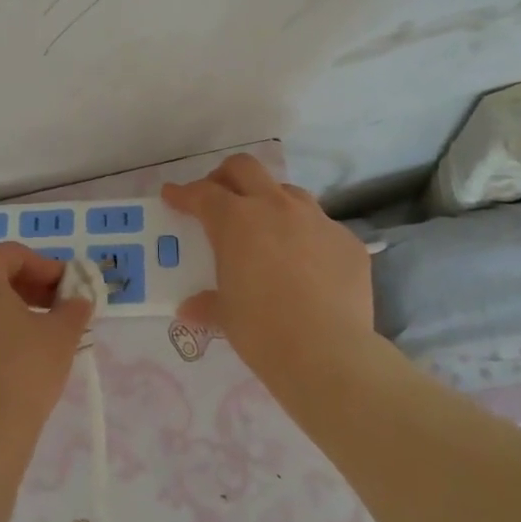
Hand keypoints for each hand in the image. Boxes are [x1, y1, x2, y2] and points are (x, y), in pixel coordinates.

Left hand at [0, 242, 93, 469]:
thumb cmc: (23, 370)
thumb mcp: (61, 333)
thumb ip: (73, 307)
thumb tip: (79, 300)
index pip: (14, 255)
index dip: (47, 268)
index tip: (71, 289)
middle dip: (30, 287)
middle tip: (61, 307)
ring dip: (13, 308)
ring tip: (43, 332)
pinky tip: (18, 355)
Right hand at [162, 154, 373, 381]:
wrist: (328, 353)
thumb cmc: (262, 331)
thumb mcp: (226, 316)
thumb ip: (207, 303)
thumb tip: (191, 308)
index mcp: (236, 221)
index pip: (203, 194)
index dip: (183, 193)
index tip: (173, 195)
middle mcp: (276, 208)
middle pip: (245, 168)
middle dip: (225, 176)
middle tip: (217, 196)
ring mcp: (317, 220)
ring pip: (288, 192)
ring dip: (269, 201)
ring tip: (265, 228)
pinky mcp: (348, 241)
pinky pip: (321, 228)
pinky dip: (306, 237)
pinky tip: (306, 265)